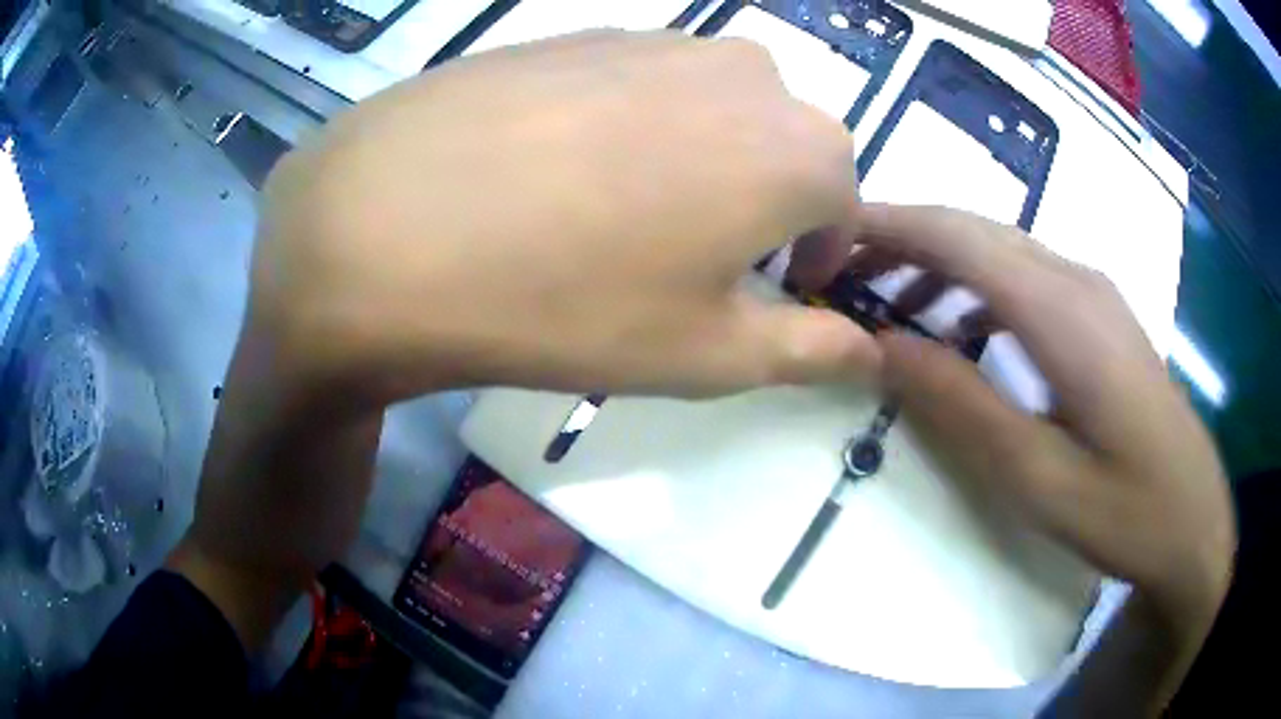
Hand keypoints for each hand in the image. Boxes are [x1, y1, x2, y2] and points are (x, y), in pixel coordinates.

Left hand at [251, 29, 877, 411]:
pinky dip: (628, 125)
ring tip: (619, 214)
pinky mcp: (577, 33)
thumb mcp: (707, 355)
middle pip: (781, 145)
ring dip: (697, 158)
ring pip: (711, 106)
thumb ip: (810, 349)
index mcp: (797, 146)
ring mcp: (653, 39)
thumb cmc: (566, 304)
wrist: (383, 228)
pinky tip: (560, 168)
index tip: (775, 290)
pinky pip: (637, 82)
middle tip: (693, 258)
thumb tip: (871, 353)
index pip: (843, 202)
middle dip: (762, 202)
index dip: (814, 253)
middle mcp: (744, 72)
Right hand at [852, 205, 1233, 711]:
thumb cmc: (1124, 509)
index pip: (956, 236)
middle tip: (841, 272)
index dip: (886, 226)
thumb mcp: (1035, 477)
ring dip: (939, 262)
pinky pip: (1026, 276)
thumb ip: (960, 405)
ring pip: (1000, 248)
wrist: (1193, 520)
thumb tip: (882, 347)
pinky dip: (978, 287)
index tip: (824, 241)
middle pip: (975, 229)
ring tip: (891, 306)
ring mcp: (1093, 292)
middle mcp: (1076, 278)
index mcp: (1061, 310)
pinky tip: (963, 330)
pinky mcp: (1101, 314)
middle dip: (902, 237)